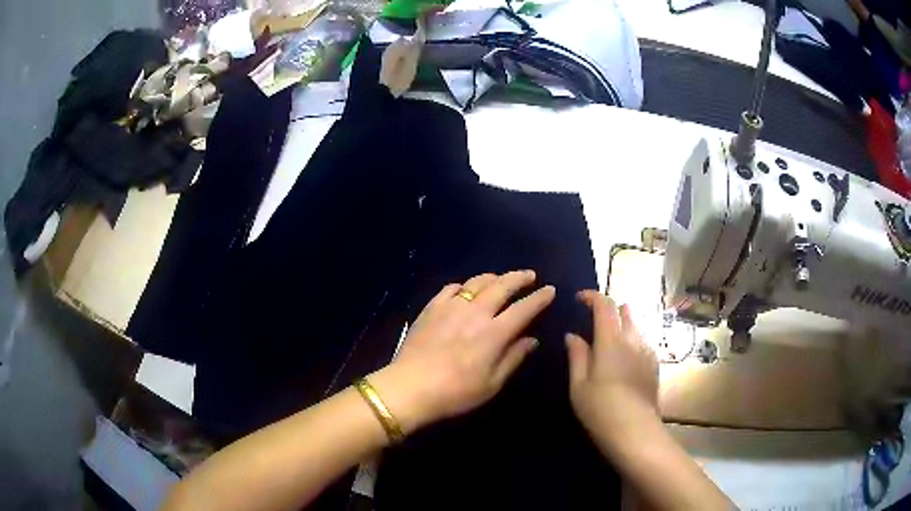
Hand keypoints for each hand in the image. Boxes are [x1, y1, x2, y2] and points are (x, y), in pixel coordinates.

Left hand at [370, 271, 555, 434]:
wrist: (410, 387)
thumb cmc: (455, 392)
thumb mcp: (492, 383)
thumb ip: (513, 358)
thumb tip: (532, 340)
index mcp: (494, 333)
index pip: (524, 308)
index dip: (539, 298)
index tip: (550, 290)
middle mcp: (475, 313)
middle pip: (502, 286)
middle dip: (519, 278)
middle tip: (530, 275)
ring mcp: (451, 307)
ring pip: (477, 282)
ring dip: (494, 277)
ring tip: (501, 278)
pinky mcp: (431, 308)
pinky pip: (451, 288)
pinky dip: (464, 286)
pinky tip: (465, 289)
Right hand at [566, 291, 658, 446]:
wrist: (635, 431)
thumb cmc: (600, 409)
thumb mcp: (578, 385)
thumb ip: (577, 355)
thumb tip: (572, 335)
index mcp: (611, 341)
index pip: (604, 305)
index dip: (592, 296)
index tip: (579, 299)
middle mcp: (633, 339)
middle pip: (625, 311)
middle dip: (610, 310)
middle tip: (594, 322)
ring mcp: (647, 352)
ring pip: (636, 326)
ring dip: (622, 325)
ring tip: (609, 342)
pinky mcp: (655, 365)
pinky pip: (643, 342)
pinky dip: (632, 340)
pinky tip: (624, 360)